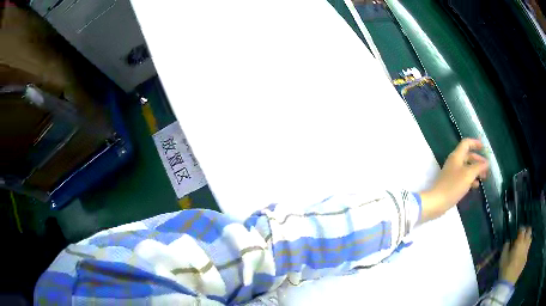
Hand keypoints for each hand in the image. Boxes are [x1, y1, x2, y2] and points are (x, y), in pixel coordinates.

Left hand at [419, 139, 488, 221]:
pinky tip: (476, 185)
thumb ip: (478, 167)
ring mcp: (452, 173)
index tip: (484, 148)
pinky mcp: (452, 183)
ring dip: (476, 171)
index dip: (475, 143)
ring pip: (467, 167)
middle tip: (487, 168)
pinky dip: (471, 179)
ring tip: (484, 177)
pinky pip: (464, 177)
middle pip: (468, 156)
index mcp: (457, 156)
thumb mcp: (468, 175)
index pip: (466, 143)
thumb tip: (487, 162)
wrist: (437, 202)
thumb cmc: (453, 186)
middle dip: (478, 160)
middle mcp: (454, 162)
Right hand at [500, 227, 531, 283]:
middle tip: (523, 235)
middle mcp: (525, 244)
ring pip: (530, 239)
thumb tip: (508, 242)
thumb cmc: (504, 270)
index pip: (522, 229)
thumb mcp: (502, 258)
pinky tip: (521, 256)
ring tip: (523, 244)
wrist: (507, 284)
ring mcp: (526, 252)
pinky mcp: (526, 259)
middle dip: (527, 231)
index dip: (520, 229)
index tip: (517, 232)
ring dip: (527, 239)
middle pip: (529, 231)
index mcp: (520, 242)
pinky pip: (527, 251)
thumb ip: (506, 247)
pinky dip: (525, 250)